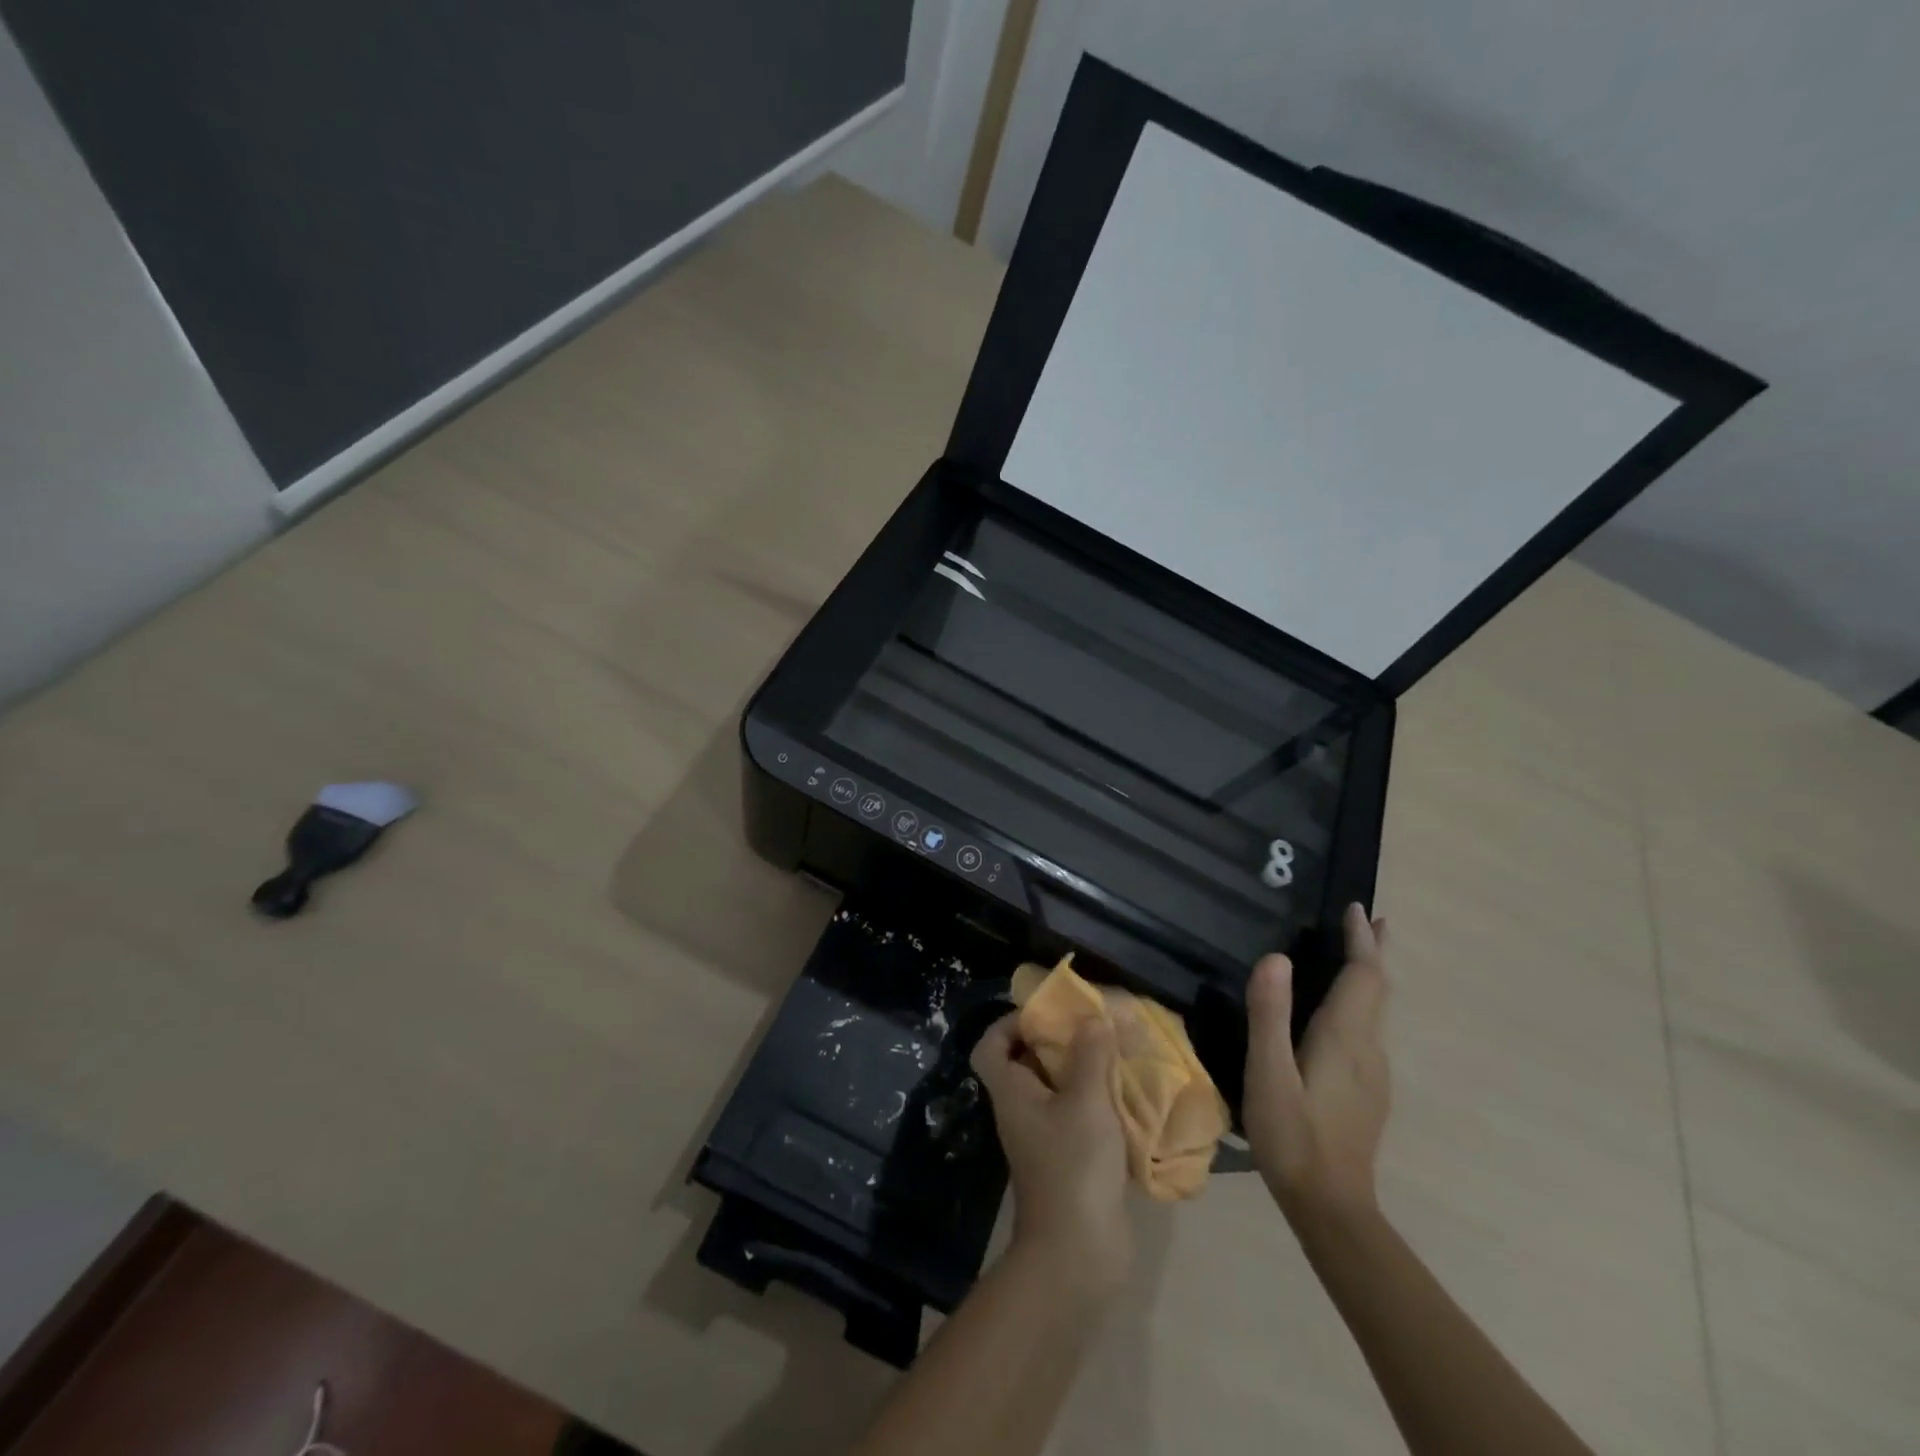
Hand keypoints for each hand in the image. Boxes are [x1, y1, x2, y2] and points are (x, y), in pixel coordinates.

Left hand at [971, 1013, 1132, 1292]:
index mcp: (1011, 1092)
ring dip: (1083, 1072)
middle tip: (1093, 1028)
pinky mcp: (1069, 1161)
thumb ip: (1090, 1055)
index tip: (1046, 1013)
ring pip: (1057, 1091)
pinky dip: (1098, 1104)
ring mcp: (1044, 1138)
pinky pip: (1078, 1118)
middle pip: (1027, 1063)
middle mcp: (1021, 1111)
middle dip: (1058, 1042)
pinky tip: (1127, 1096)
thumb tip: (1092, 1017)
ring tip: (1116, 1054)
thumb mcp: (1086, 1101)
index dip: (1009, 1023)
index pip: (990, 1046)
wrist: (1078, 1255)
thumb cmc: (1073, 1166)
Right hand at [1244, 903, 1390, 1226]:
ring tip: (1356, 955)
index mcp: (1345, 1038)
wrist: (1332, 1208)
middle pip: (1378, 989)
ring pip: (1376, 1011)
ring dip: (1368, 976)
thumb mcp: (1269, 1074)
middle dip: (1374, 952)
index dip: (1361, 940)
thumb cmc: (1294, 1137)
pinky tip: (1343, 1013)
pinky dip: (1361, 1002)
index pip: (1363, 976)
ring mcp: (1374, 1074)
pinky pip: (1368, 1030)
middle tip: (1373, 920)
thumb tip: (1276, 957)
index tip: (1356, 908)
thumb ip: (1270, 1015)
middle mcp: (1369, 1049)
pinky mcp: (1368, 1092)